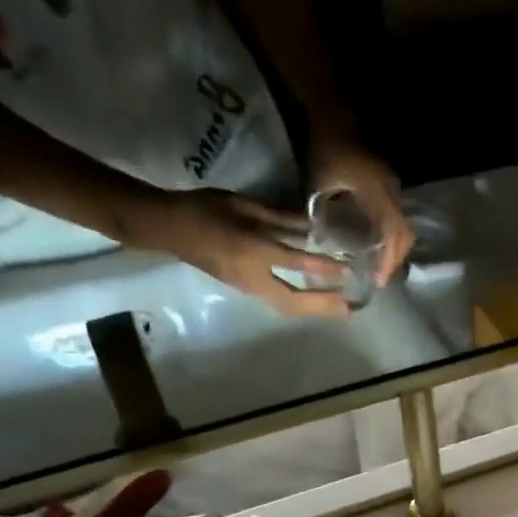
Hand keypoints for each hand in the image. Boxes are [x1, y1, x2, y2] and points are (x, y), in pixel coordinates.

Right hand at [150, 188, 351, 318]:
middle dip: (323, 306)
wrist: (169, 227)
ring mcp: (249, 288)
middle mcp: (254, 276)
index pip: (296, 262)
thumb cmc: (205, 209)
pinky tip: (313, 302)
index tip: (346, 271)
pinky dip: (299, 305)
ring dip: (314, 310)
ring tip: (337, 310)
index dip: (323, 267)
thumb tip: (312, 225)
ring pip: (287, 307)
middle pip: (295, 301)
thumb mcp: (244, 205)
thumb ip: (279, 217)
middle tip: (349, 308)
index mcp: (254, 250)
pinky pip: (278, 303)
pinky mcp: (245, 290)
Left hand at [308, 136, 414, 284]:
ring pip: (403, 227)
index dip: (388, 260)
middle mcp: (392, 193)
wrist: (332, 109)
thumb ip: (324, 213)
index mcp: (379, 195)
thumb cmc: (325, 146)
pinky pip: (396, 216)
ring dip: (395, 248)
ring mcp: (392, 187)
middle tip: (381, 278)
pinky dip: (391, 235)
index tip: (379, 281)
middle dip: (395, 260)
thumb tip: (323, 242)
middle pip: (404, 236)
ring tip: (382, 265)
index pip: (392, 235)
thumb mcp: (319, 182)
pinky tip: (378, 243)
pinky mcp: (387, 184)